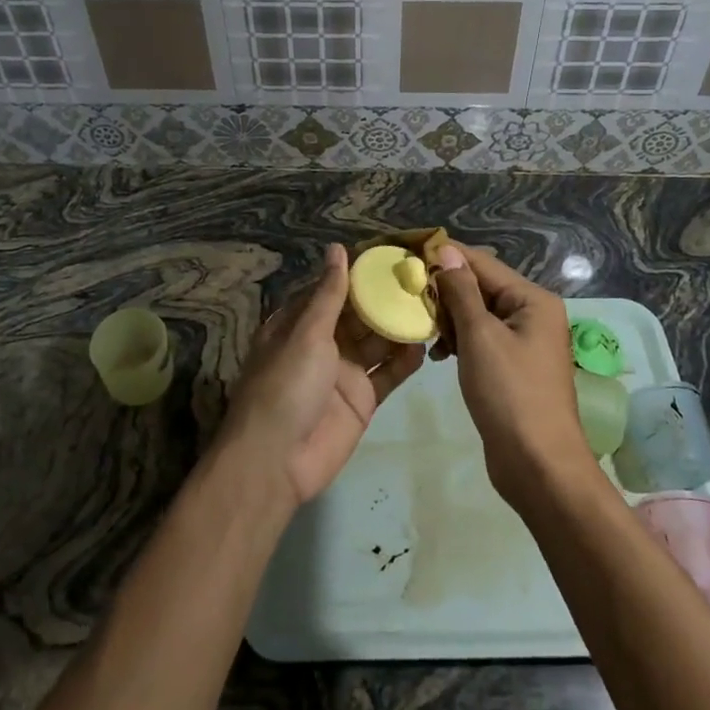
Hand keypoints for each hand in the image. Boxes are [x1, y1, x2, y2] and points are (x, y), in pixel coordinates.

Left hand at [219, 244, 424, 505]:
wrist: (277, 461)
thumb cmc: (285, 385)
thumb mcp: (306, 333)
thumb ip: (329, 294)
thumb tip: (337, 249)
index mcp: (298, 324)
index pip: (332, 290)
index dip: (358, 274)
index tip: (391, 255)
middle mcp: (321, 344)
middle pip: (358, 315)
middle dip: (386, 298)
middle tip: (423, 276)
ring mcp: (343, 372)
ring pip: (376, 342)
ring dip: (399, 326)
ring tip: (432, 304)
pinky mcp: (362, 399)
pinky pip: (387, 374)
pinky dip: (404, 360)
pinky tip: (425, 344)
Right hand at [433, 243, 592, 501]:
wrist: (538, 465)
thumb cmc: (509, 394)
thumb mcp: (480, 337)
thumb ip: (461, 292)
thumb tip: (446, 251)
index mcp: (533, 300)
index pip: (483, 264)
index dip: (446, 257)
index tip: (408, 253)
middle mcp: (533, 314)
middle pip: (482, 287)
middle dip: (446, 290)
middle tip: (407, 294)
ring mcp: (525, 342)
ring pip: (479, 314)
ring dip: (450, 317)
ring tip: (421, 327)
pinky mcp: (513, 367)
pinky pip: (482, 339)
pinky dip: (460, 341)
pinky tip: (438, 353)